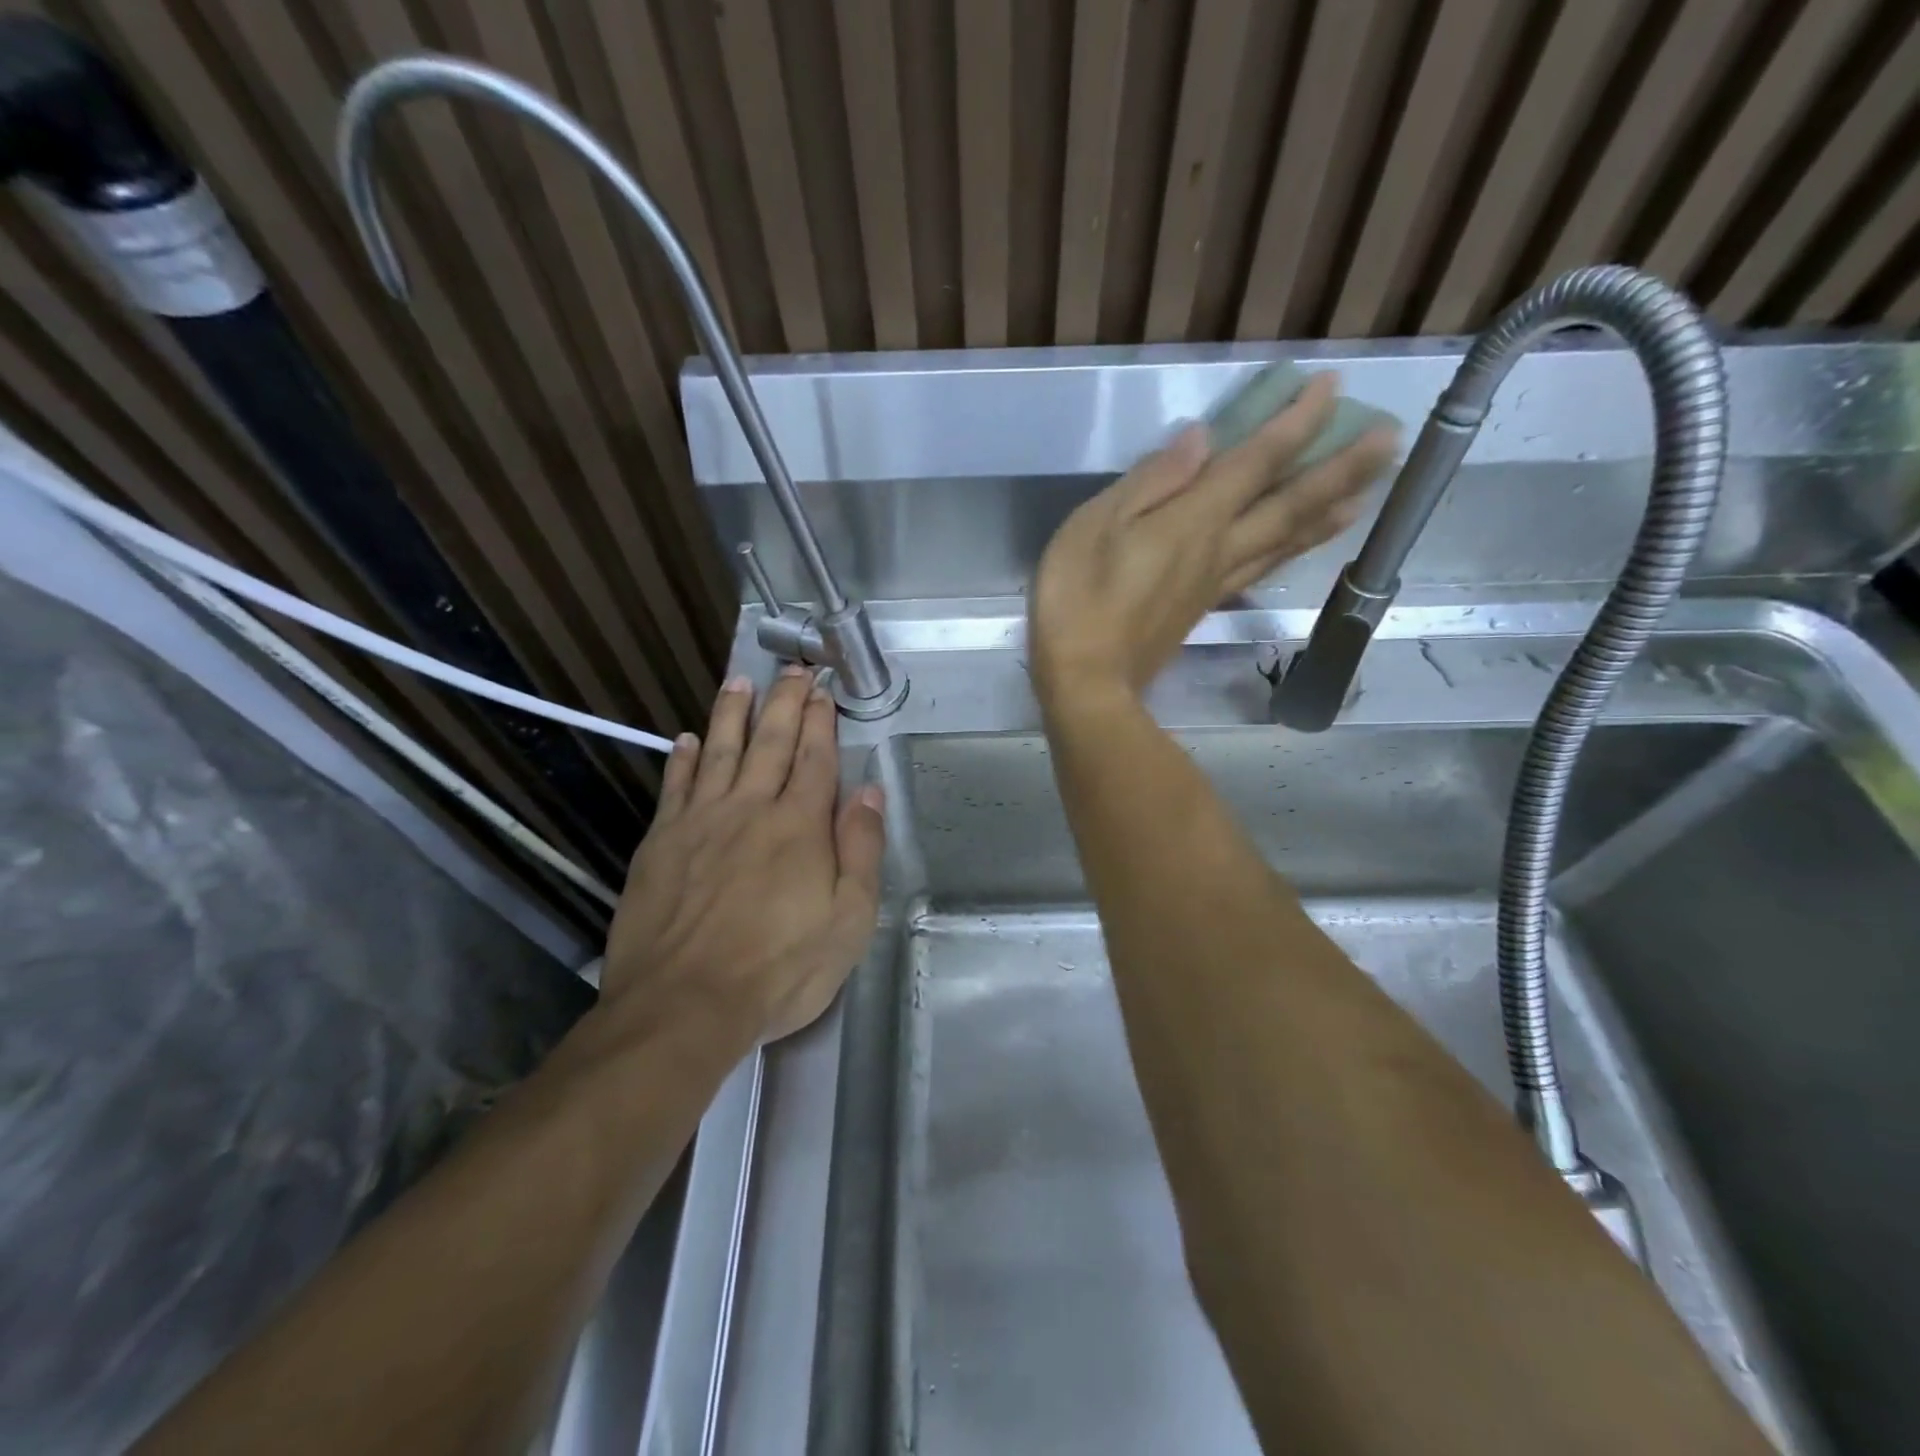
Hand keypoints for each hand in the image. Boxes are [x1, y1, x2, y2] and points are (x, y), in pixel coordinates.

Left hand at [601, 666, 885, 1048]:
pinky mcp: (660, 844)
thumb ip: (862, 851)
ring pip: (719, 752)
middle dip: (784, 702)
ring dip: (731, 714)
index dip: (821, 722)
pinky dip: (682, 760)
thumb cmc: (779, 969)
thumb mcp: (848, 921)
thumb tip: (871, 793)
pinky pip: (674, 788)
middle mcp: (750, 809)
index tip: (823, 691)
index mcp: (799, 826)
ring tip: (739, 682)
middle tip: (791, 670)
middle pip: (770, 743)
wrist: (683, 1006)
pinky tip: (686, 740)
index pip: (815, 760)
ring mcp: (700, 823)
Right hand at [1029, 373, 1396, 702]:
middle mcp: (1220, 549)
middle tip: (1390, 438)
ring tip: (1368, 489)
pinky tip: (1302, 544)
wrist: (1086, 682)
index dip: (1298, 422)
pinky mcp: (1204, 608)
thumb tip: (1203, 438)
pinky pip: (1264, 568)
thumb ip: (1151, 481)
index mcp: (1193, 521)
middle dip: (1341, 468)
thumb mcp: (1094, 527)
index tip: (1334, 385)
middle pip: (1291, 504)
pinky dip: (1294, 549)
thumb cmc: (1077, 600)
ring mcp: (1216, 582)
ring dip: (1330, 511)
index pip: (1257, 462)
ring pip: (1287, 541)